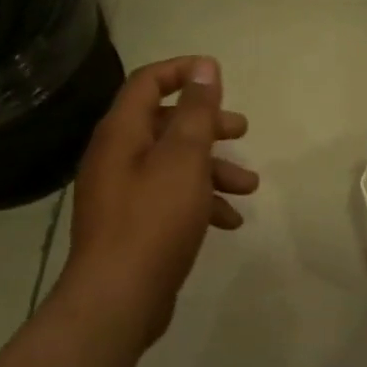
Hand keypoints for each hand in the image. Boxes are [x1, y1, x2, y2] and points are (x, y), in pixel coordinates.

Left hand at [65, 55, 258, 342]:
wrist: (117, 299)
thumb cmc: (154, 220)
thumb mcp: (184, 159)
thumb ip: (196, 111)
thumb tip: (204, 67)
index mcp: (122, 133)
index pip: (148, 82)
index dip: (183, 71)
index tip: (218, 75)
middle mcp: (117, 156)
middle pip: (166, 123)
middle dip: (208, 125)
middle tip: (241, 130)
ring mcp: (123, 192)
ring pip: (174, 164)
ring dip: (213, 169)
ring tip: (249, 186)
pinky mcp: (133, 224)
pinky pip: (171, 198)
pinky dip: (201, 202)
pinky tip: (230, 221)